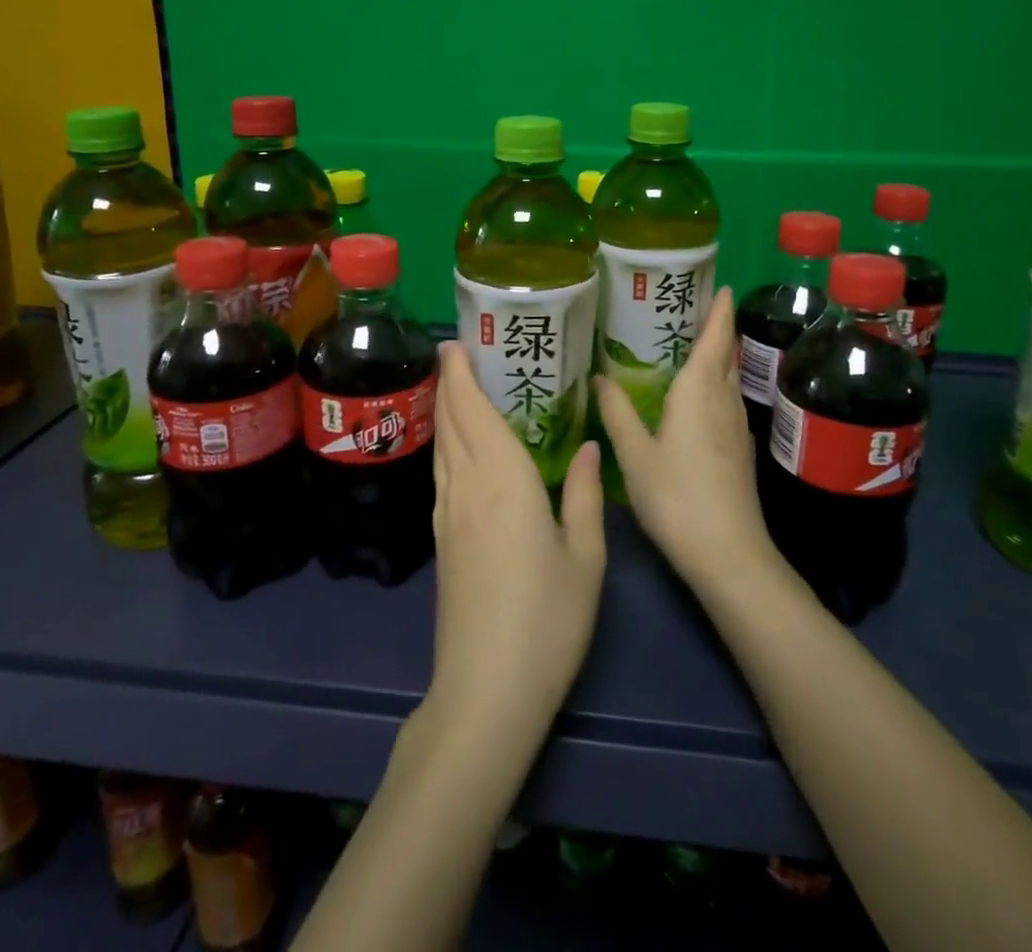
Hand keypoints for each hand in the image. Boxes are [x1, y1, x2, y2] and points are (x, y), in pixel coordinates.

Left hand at [425, 342, 606, 752]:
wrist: (486, 689)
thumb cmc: (547, 619)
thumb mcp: (585, 556)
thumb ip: (585, 494)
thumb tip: (590, 448)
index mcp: (503, 479)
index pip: (472, 411)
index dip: (460, 375)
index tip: (454, 343)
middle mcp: (467, 486)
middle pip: (450, 422)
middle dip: (449, 383)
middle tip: (457, 353)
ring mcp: (448, 515)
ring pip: (441, 447)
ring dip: (445, 411)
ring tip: (457, 389)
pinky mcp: (442, 540)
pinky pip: (442, 473)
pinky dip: (447, 444)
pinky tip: (459, 449)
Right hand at [595, 287, 776, 588]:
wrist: (728, 554)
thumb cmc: (676, 497)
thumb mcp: (635, 454)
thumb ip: (617, 412)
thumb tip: (600, 376)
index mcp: (699, 391)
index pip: (716, 338)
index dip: (720, 310)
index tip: (721, 284)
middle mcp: (723, 400)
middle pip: (727, 354)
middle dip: (718, 328)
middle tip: (691, 306)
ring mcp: (736, 426)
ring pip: (729, 378)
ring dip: (718, 356)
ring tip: (689, 343)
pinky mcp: (739, 450)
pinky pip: (727, 400)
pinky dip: (715, 384)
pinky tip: (694, 396)